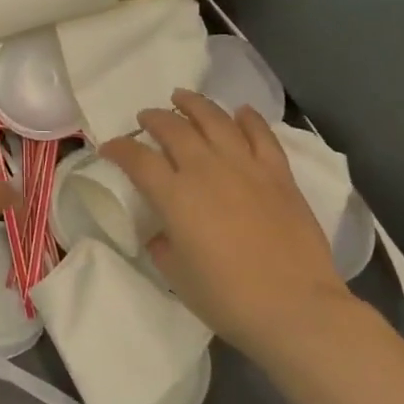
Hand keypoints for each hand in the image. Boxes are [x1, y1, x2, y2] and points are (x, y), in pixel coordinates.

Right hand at [100, 91, 358, 353]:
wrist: (294, 306)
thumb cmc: (226, 297)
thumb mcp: (177, 274)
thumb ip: (163, 245)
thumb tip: (163, 232)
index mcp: (174, 196)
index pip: (137, 159)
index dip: (118, 149)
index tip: (108, 148)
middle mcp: (207, 170)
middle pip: (174, 129)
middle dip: (154, 119)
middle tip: (145, 118)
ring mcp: (246, 167)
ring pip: (216, 120)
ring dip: (195, 104)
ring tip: (182, 97)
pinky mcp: (279, 175)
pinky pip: (261, 135)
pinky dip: (248, 118)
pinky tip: (240, 111)